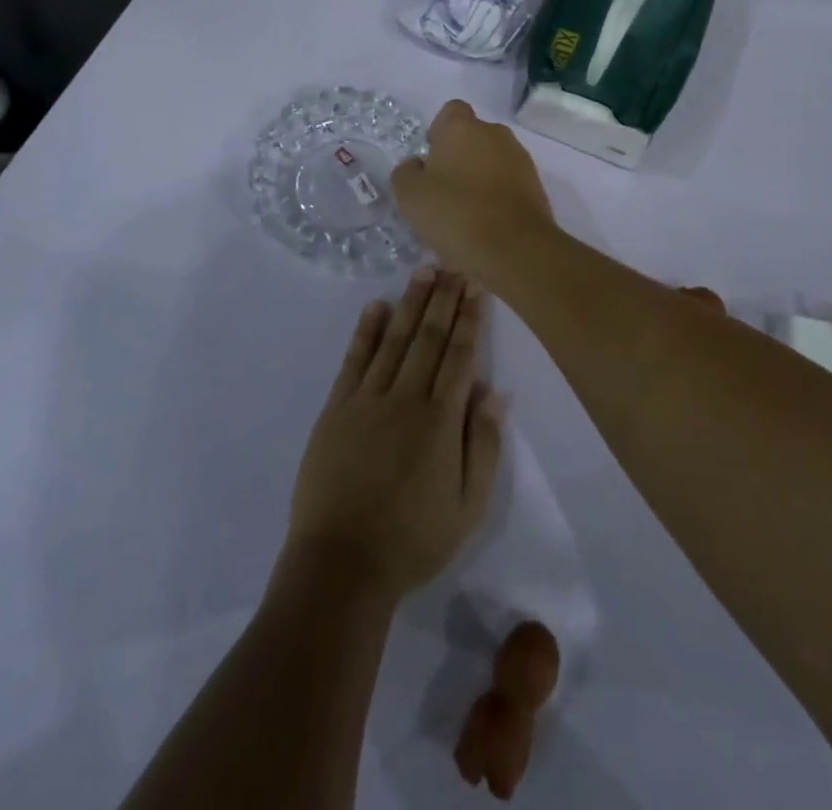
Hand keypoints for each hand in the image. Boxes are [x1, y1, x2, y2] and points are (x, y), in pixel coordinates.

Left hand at [283, 267, 504, 601]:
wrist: (341, 565)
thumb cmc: (413, 540)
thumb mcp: (468, 507)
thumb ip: (483, 445)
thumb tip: (495, 391)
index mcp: (440, 420)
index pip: (459, 355)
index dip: (469, 318)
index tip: (476, 286)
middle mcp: (405, 398)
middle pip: (428, 338)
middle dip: (444, 299)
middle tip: (454, 265)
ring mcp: (366, 400)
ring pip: (394, 340)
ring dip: (410, 303)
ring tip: (423, 272)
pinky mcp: (336, 409)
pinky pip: (354, 360)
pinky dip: (366, 331)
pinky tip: (376, 307)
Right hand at [392, 101, 552, 282]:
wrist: (514, 248)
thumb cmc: (455, 213)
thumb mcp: (410, 196)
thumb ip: (407, 173)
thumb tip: (416, 165)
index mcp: (462, 128)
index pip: (450, 112)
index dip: (439, 131)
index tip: (431, 158)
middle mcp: (495, 134)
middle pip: (473, 136)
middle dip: (460, 156)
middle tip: (444, 189)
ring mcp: (520, 159)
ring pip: (493, 160)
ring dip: (480, 177)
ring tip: (466, 212)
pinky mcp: (536, 185)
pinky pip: (509, 183)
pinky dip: (498, 196)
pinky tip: (487, 223)